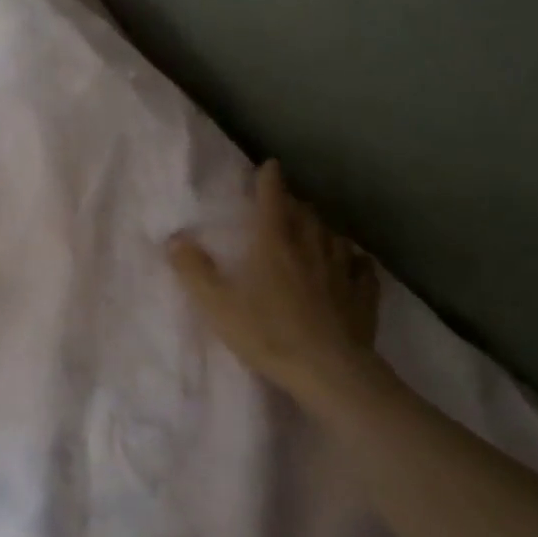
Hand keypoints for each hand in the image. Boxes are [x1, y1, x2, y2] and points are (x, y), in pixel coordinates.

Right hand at [168, 160, 381, 401]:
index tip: (270, 165)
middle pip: (305, 213)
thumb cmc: (268, 333)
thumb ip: (194, 271)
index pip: (272, 200)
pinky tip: (354, 261)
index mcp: (274, 243)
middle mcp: (311, 247)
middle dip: (294, 203)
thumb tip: (174, 238)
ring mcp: (342, 269)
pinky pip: (362, 266)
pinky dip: (354, 258)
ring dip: (321, 227)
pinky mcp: (363, 294)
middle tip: (285, 203)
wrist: (329, 370)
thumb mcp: (218, 305)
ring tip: (315, 229)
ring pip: (333, 235)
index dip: (269, 180)